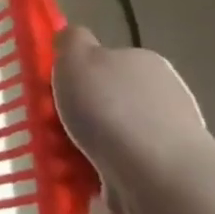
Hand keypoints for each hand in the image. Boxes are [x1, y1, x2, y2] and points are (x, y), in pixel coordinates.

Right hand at [52, 26, 210, 185]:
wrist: (155, 173)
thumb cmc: (109, 108)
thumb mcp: (76, 58)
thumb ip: (71, 41)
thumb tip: (72, 36)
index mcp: (142, 61)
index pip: (103, 60)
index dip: (73, 74)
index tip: (51, 92)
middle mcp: (160, 93)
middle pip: (104, 98)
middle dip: (77, 113)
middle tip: (49, 127)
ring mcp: (165, 134)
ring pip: (107, 134)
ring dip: (82, 144)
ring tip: (58, 158)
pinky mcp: (161, 170)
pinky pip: (115, 165)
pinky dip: (94, 170)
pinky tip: (78, 177)